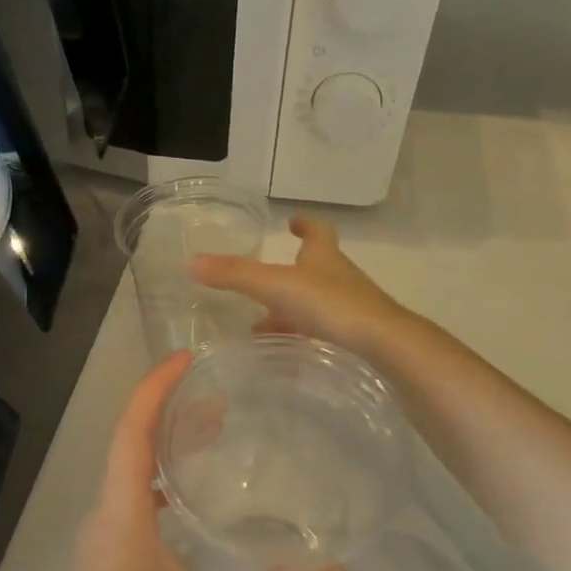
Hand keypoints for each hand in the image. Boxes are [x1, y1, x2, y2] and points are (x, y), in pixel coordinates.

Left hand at [36, 352, 348, 570]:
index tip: (187, 359)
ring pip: (131, 470)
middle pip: (131, 442)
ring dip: (164, 442)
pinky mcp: (109, 557)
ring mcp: (104, 537)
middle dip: (169, 408)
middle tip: (217, 390)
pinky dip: (160, 478)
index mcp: (123, 517)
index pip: (133, 433)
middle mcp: (107, 516)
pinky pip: (133, 498)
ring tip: (212, 428)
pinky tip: (189, 497)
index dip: (155, 389)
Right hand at [191, 215, 415, 356]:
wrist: (380, 342)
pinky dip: (303, 334)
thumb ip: (234, 275)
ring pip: (316, 301)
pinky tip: (287, 349)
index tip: (293, 221)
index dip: (305, 224)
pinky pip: (323, 329)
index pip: (317, 231)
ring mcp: (349, 305)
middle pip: (315, 267)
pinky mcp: (354, 334)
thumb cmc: (330, 304)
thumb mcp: (275, 286)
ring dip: (292, 307)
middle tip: (264, 281)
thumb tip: (190, 262)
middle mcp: (339, 276)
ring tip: (263, 324)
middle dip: (291, 271)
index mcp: (323, 256)